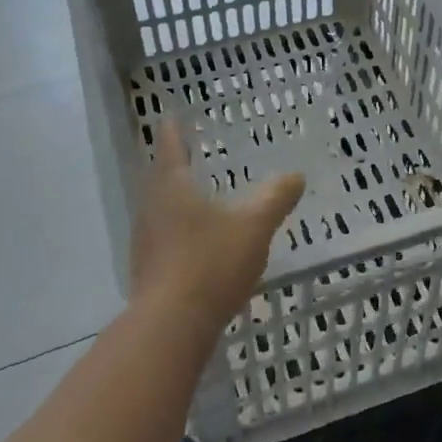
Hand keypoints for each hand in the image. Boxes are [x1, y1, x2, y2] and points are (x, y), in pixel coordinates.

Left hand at [130, 118, 305, 332]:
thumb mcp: (254, 226)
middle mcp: (151, 208)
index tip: (173, 117)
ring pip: (161, 209)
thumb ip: (275, 198)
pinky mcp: (148, 270)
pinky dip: (180, 230)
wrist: (171, 325)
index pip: (171, 147)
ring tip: (198, 195)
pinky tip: (197, 242)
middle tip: (192, 154)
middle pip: (161, 178)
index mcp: (172, 187)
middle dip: (176, 165)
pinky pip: (164, 238)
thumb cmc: (210, 262)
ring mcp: (145, 241)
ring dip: (177, 199)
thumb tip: (295, 175)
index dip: (174, 131)